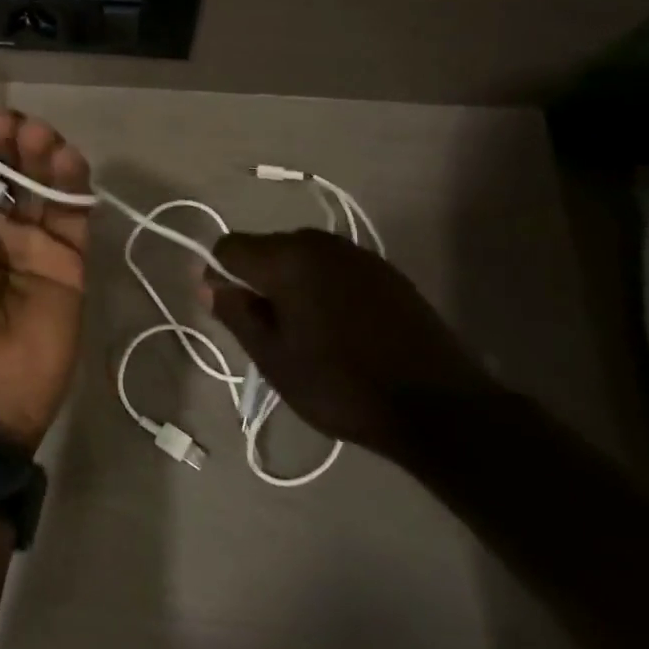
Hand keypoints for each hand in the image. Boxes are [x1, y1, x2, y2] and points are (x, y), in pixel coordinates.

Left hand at [0, 96, 90, 451]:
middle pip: (3, 167)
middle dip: (3, 136)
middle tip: (2, 122)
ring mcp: (29, 246)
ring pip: (40, 183)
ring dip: (38, 150)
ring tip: (33, 133)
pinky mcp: (67, 264)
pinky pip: (72, 214)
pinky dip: (72, 181)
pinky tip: (65, 156)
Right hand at [206, 229, 493, 459]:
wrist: (439, 406)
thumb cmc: (341, 384)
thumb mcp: (274, 359)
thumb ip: (236, 313)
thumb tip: (208, 283)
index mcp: (287, 257)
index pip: (229, 247)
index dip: (218, 276)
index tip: (230, 313)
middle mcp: (319, 242)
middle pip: (266, 248)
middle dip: (257, 281)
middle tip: (269, 332)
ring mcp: (357, 254)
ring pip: (301, 258)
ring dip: (291, 285)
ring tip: (306, 333)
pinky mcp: (385, 270)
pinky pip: (334, 268)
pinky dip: (323, 288)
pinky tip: (340, 328)